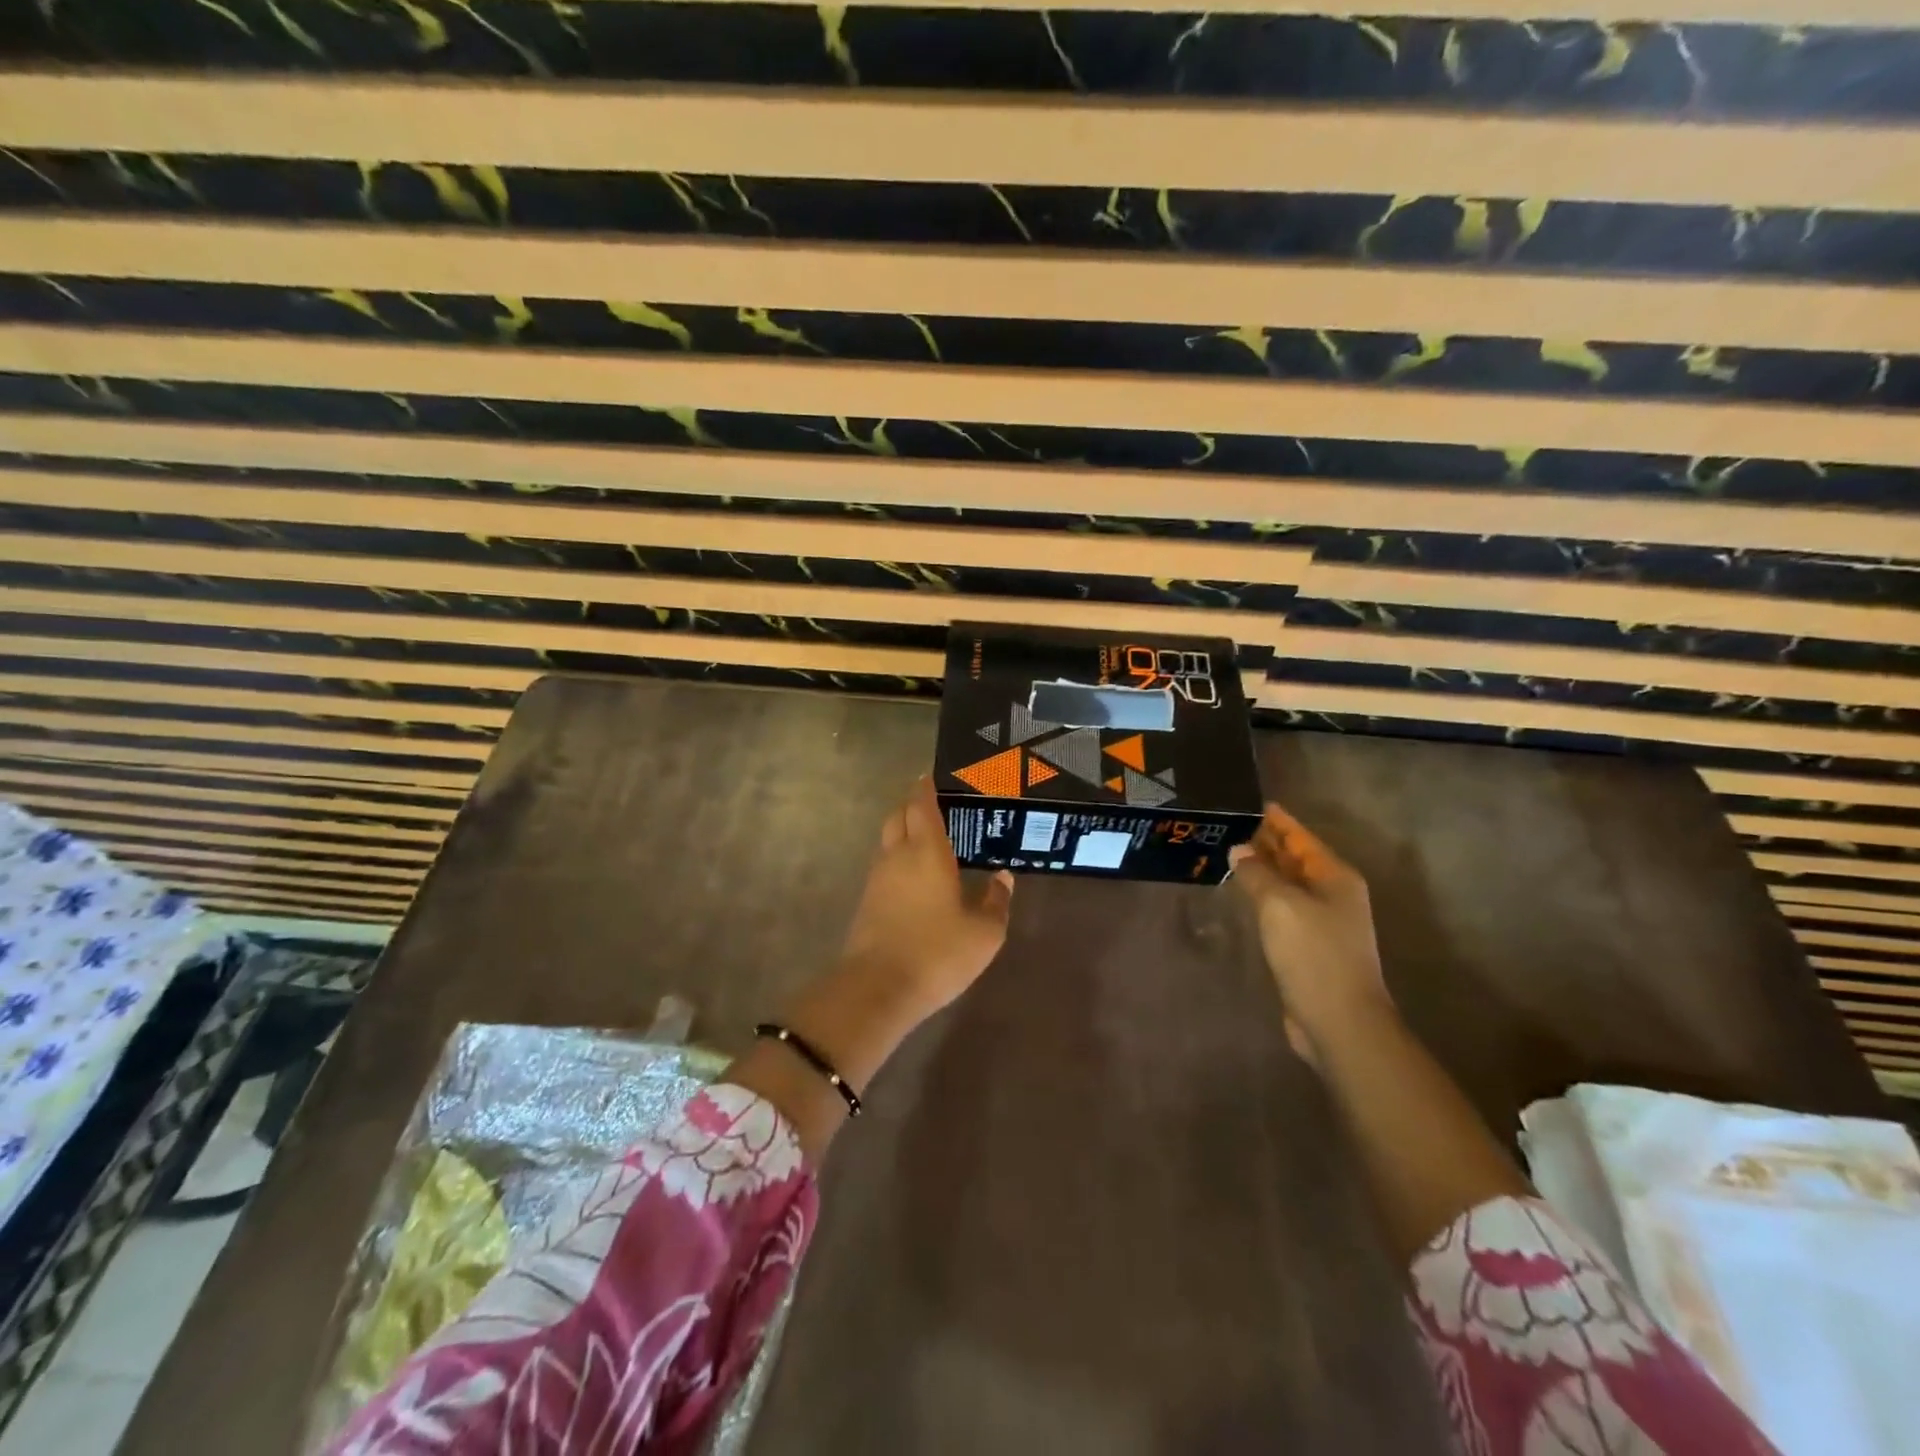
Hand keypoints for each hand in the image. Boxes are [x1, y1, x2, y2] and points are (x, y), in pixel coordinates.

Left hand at [837, 775, 1014, 1019]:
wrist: (878, 988)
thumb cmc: (938, 952)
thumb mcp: (984, 932)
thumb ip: (996, 900)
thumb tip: (1002, 877)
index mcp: (926, 850)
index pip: (921, 804)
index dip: (926, 787)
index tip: (932, 777)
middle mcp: (897, 856)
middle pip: (898, 816)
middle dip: (912, 806)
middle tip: (936, 807)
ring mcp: (877, 879)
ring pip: (888, 841)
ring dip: (904, 834)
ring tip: (930, 842)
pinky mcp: (867, 902)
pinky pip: (884, 867)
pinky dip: (899, 861)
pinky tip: (917, 878)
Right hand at [1228, 803, 1391, 1055]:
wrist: (1339, 1021)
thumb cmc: (1313, 954)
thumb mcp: (1280, 905)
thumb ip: (1257, 874)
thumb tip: (1240, 851)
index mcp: (1335, 877)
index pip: (1301, 837)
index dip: (1277, 820)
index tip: (1251, 804)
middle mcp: (1333, 895)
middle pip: (1295, 859)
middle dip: (1267, 842)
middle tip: (1230, 826)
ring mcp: (1323, 922)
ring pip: (1288, 884)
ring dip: (1263, 870)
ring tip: (1230, 853)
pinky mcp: (1309, 947)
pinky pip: (1283, 909)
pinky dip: (1264, 896)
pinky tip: (1243, 894)